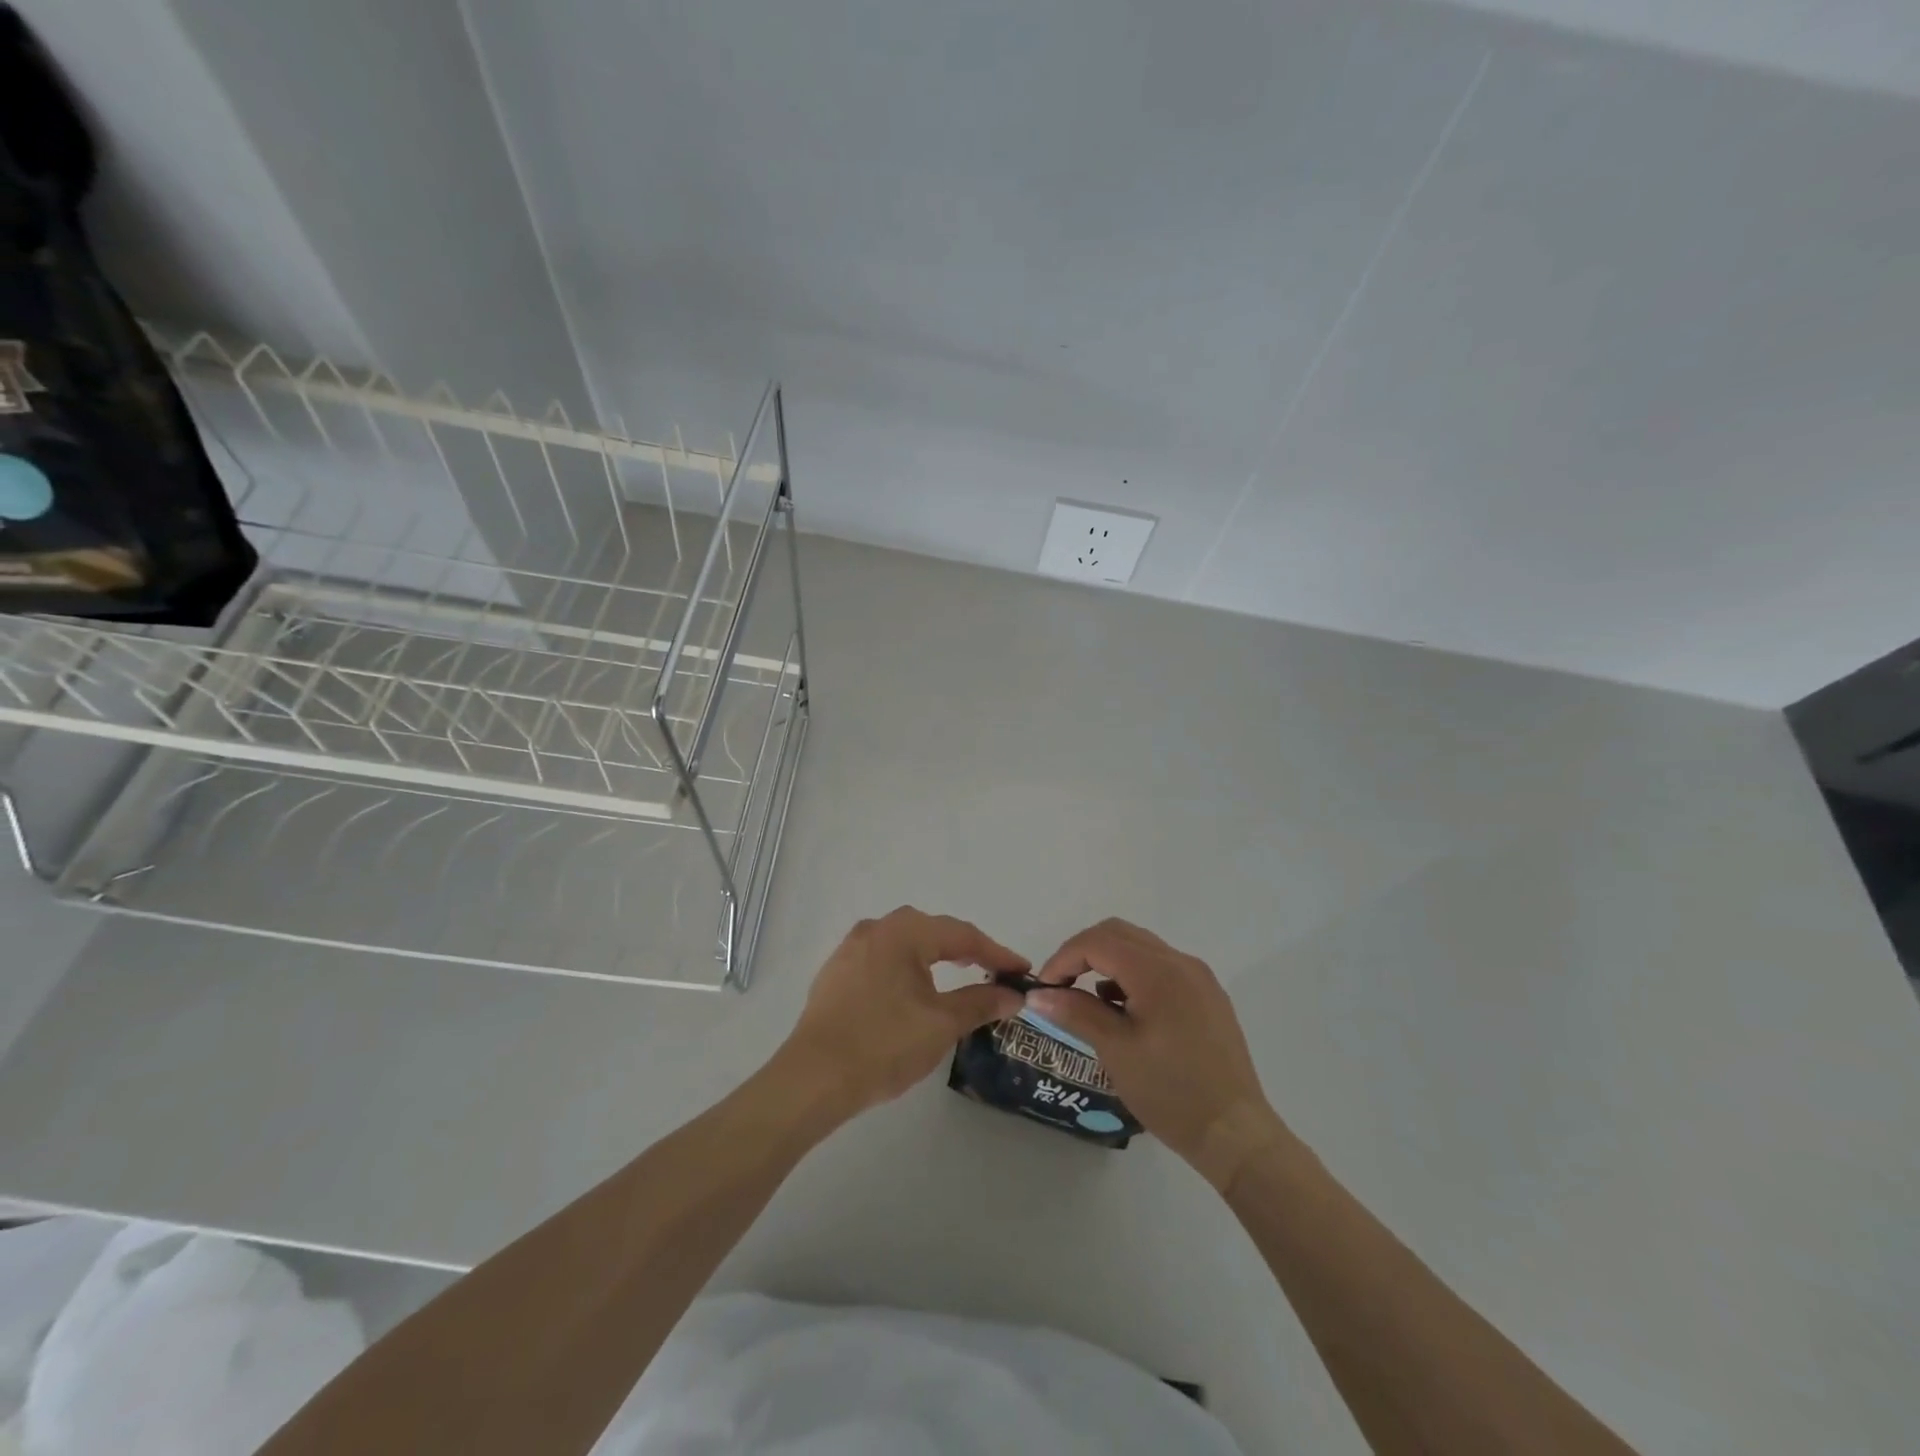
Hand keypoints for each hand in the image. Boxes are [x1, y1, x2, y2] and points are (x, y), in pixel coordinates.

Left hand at [779, 907, 1028, 1117]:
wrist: (813, 1078)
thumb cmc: (884, 1044)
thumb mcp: (941, 1024)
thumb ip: (980, 1002)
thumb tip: (1013, 994)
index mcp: (903, 932)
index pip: (961, 935)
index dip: (996, 952)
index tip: (1022, 971)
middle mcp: (875, 929)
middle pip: (931, 931)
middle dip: (965, 950)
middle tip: (993, 970)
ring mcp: (850, 949)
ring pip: (905, 944)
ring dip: (935, 957)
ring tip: (959, 975)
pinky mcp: (836, 973)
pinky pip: (883, 960)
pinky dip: (908, 969)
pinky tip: (914, 991)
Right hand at [1029, 919, 1285, 1189]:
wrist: (1235, 1133)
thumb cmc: (1170, 1091)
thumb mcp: (1116, 1051)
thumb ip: (1076, 1013)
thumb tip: (1038, 995)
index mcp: (1157, 971)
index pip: (1097, 942)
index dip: (1063, 958)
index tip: (1044, 989)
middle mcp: (1180, 962)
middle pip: (1119, 933)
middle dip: (1083, 952)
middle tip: (1061, 986)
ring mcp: (1199, 978)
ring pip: (1141, 948)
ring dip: (1108, 962)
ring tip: (1090, 1003)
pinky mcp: (1208, 996)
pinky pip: (1161, 967)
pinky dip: (1133, 975)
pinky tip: (1125, 1011)